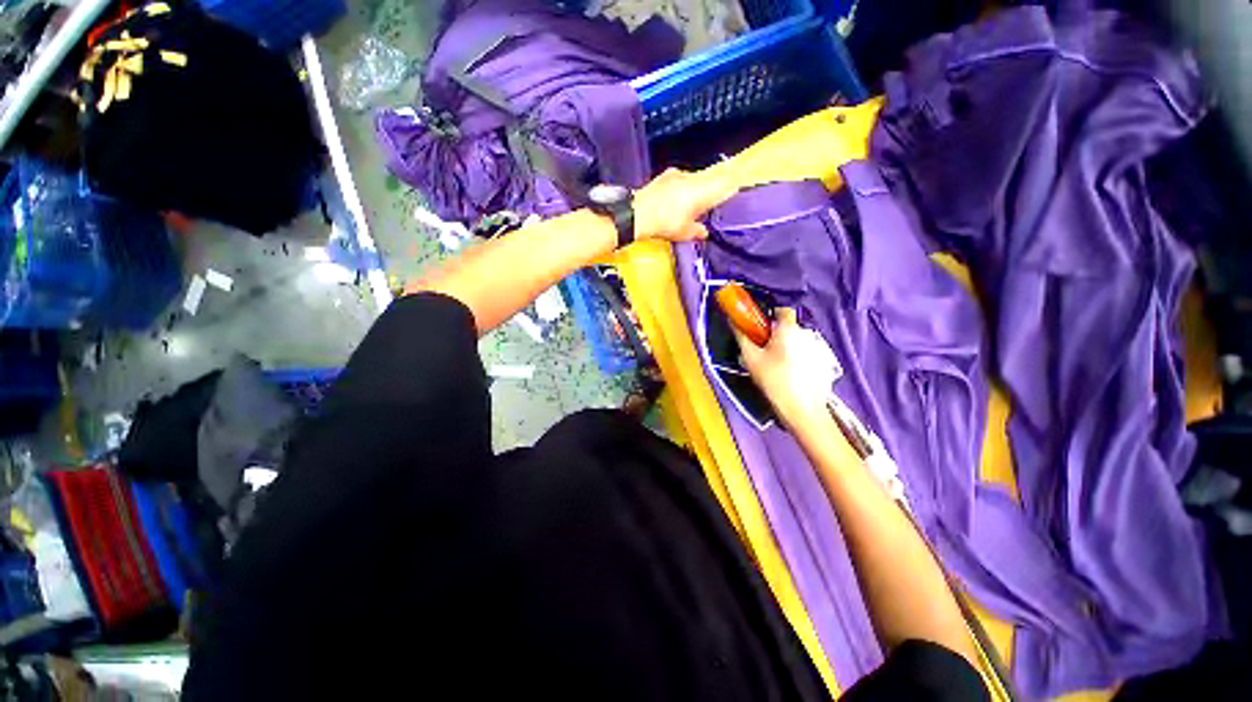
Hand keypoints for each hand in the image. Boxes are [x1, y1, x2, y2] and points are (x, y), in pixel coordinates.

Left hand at [632, 168, 737, 242]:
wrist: (638, 213)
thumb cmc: (666, 223)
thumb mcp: (685, 233)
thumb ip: (698, 231)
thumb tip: (704, 232)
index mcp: (704, 190)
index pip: (727, 184)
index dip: (734, 188)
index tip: (736, 194)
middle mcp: (694, 178)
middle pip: (711, 180)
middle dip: (713, 191)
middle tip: (713, 204)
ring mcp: (678, 175)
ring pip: (695, 179)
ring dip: (697, 190)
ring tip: (692, 205)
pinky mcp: (665, 176)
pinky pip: (681, 181)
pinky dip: (682, 190)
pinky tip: (676, 201)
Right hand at [733, 308, 837, 427]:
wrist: (803, 410)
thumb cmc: (774, 380)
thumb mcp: (751, 359)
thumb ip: (742, 336)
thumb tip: (733, 321)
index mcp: (789, 329)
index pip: (783, 310)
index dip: (771, 314)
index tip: (760, 327)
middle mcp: (806, 334)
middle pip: (789, 328)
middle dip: (776, 335)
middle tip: (763, 350)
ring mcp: (818, 349)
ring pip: (798, 342)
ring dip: (787, 348)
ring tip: (776, 366)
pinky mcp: (825, 364)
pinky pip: (806, 354)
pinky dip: (798, 359)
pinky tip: (790, 375)